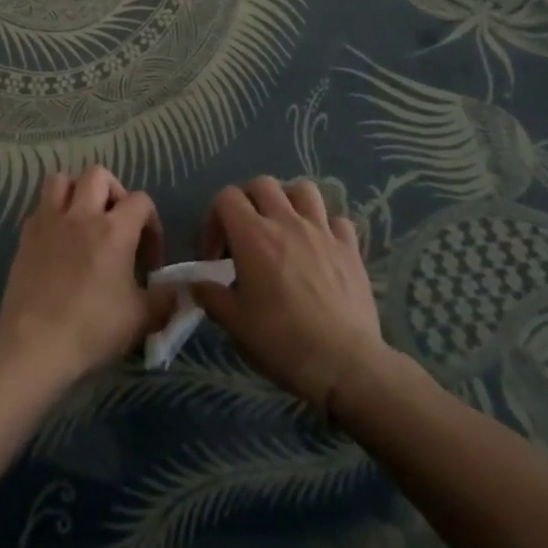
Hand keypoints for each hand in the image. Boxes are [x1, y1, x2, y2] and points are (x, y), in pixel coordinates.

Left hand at [0, 166, 165, 386]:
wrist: (35, 345)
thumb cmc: (92, 329)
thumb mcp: (141, 320)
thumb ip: (164, 300)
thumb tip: (177, 291)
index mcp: (114, 230)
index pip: (141, 200)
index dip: (151, 224)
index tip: (148, 258)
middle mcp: (82, 214)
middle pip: (98, 175)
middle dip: (112, 192)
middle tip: (116, 222)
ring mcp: (49, 222)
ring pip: (61, 180)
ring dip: (75, 191)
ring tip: (83, 218)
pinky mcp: (26, 236)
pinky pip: (39, 208)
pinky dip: (50, 215)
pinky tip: (57, 240)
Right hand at [192, 177, 389, 412]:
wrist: (344, 363)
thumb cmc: (282, 341)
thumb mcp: (235, 324)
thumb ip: (212, 297)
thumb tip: (197, 285)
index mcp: (253, 235)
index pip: (226, 197)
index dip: (214, 219)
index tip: (215, 255)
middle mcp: (287, 221)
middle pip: (262, 184)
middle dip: (247, 202)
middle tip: (245, 234)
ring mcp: (322, 231)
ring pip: (303, 190)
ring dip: (288, 201)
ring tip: (283, 227)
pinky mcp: (350, 248)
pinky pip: (336, 220)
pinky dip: (325, 226)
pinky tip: (320, 247)